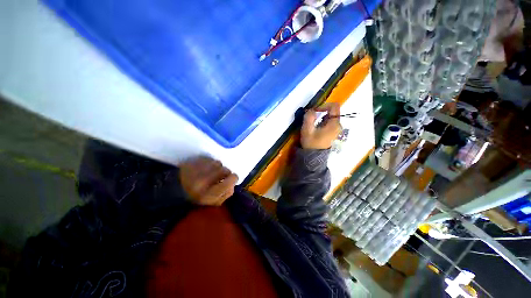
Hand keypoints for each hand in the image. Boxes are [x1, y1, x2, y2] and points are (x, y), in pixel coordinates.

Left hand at [179, 157, 237, 205]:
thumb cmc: (196, 198)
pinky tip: (206, 167)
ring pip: (218, 163)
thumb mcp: (212, 202)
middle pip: (225, 170)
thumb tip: (233, 184)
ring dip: (218, 166)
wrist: (174, 189)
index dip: (234, 178)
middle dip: (226, 172)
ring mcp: (198, 170)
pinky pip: (209, 159)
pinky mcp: (193, 162)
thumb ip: (226, 194)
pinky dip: (210, 162)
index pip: (229, 181)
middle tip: (221, 175)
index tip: (232, 178)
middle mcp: (204, 181)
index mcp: (209, 194)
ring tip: (212, 171)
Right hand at [301, 103, 341, 149]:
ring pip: (330, 117)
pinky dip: (322, 122)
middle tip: (311, 119)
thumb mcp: (307, 130)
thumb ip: (309, 117)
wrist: (314, 157)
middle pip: (332, 112)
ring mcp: (337, 130)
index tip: (315, 111)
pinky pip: (329, 123)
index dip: (324, 105)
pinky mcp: (334, 133)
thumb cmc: (311, 143)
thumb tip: (311, 109)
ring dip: (321, 118)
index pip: (334, 106)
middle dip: (321, 113)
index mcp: (334, 124)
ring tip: (313, 125)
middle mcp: (338, 126)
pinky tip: (316, 129)